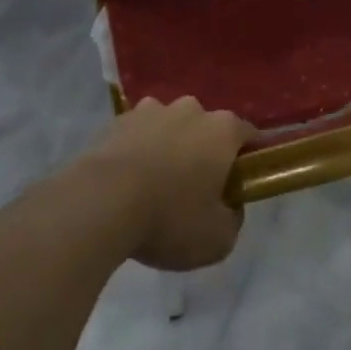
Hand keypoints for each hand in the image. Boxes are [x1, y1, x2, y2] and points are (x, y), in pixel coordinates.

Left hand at [82, 97, 253, 270]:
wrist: (101, 203)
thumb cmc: (170, 218)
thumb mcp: (218, 239)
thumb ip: (233, 219)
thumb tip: (229, 207)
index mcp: (223, 130)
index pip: (249, 135)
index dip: (248, 158)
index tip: (240, 182)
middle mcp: (191, 110)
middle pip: (207, 128)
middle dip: (205, 152)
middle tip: (196, 189)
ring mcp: (152, 110)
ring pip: (170, 127)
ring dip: (169, 147)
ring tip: (156, 184)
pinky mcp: (118, 120)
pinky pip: (138, 134)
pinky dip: (138, 150)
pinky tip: (128, 181)